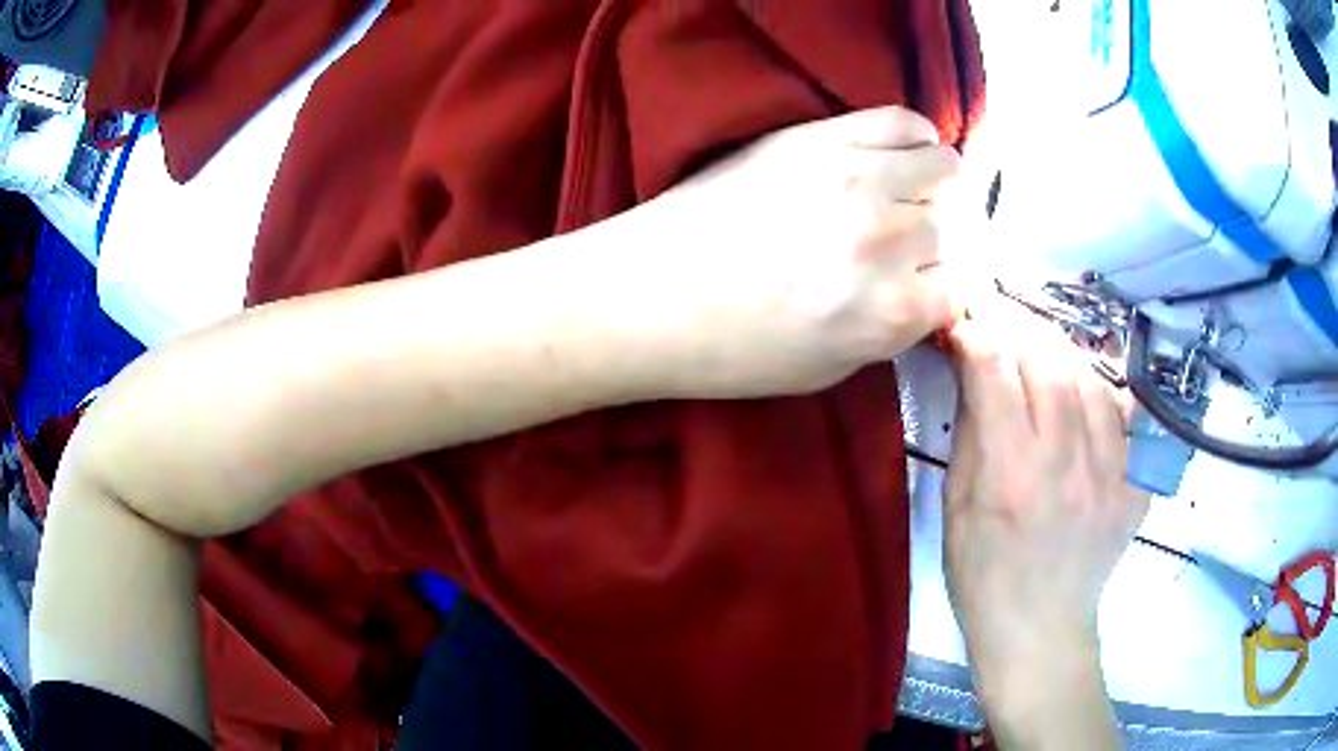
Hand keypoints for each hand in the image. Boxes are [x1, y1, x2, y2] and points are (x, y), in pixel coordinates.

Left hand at [599, 106, 965, 398]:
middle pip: (959, 227)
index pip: (965, 289)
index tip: (932, 286)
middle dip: (944, 242)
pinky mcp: (820, 136)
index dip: (949, 291)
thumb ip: (893, 331)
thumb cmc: (733, 351)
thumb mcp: (830, 370)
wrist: (650, 294)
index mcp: (891, 313)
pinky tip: (897, 154)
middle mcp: (889, 240)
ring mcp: (856, 178)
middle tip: (916, 244)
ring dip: (936, 187)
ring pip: (945, 167)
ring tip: (909, 195)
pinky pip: (902, 119)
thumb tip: (929, 293)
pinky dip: (915, 138)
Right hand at [941, 310, 1146, 748]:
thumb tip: (973, 365)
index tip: (964, 321)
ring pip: (1089, 377)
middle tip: (1001, 325)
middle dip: (1018, 330)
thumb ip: (971, 428)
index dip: (977, 332)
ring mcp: (1110, 471)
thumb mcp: (956, 505)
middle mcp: (1066, 463)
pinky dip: (1099, 387)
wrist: (1039, 626)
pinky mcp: (1134, 481)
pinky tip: (1082, 389)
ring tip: (1039, 353)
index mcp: (1010, 474)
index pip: (995, 369)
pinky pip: (1123, 412)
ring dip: (1058, 353)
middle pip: (1048, 361)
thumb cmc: (982, 574)